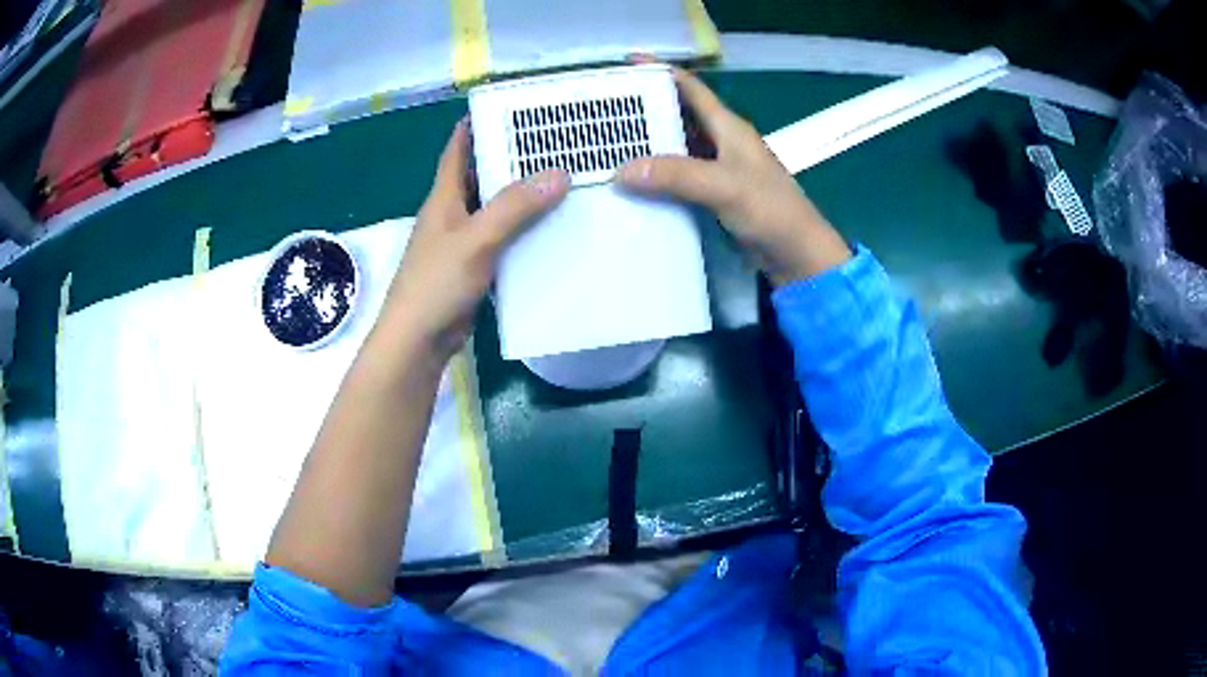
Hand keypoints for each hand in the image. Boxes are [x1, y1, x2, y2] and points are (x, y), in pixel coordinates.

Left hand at [382, 121, 569, 359]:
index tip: (509, 109)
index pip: (457, 150)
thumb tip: (559, 174)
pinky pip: (502, 240)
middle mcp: (452, 214)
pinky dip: (523, 232)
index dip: (476, 125)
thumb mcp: (475, 240)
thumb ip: (514, 208)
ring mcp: (462, 243)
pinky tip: (551, 230)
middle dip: (511, 159)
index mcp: (444, 198)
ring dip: (521, 197)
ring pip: (494, 210)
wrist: (418, 341)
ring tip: (562, 181)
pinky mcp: (473, 268)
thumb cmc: (435, 284)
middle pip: (481, 176)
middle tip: (553, 145)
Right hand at [616, 68, 850, 285]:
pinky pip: (680, 176)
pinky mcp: (715, 194)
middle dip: (646, 109)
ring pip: (677, 147)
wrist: (797, 254)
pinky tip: (634, 183)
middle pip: (679, 115)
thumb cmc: (770, 210)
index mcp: (728, 127)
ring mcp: (718, 169)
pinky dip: (658, 176)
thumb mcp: (724, 187)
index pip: (691, 88)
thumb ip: (676, 175)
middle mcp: (722, 142)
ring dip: (649, 144)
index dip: (661, 72)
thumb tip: (621, 171)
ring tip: (609, 144)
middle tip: (606, 110)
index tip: (627, 65)